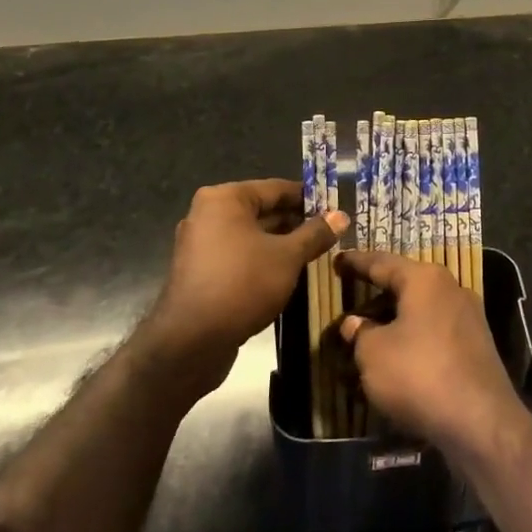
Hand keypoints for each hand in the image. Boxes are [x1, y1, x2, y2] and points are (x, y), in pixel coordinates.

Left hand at [146, 180, 344, 392]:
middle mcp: (207, 214)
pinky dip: (262, 261)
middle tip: (330, 234)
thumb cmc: (242, 284)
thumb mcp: (288, 257)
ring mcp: (200, 245)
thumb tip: (341, 216)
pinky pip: (238, 257)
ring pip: (251, 237)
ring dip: (281, 245)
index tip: (336, 208)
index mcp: (225, 199)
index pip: (277, 188)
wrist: (190, 343)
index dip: (309, 198)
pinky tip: (288, 275)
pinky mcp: (200, 273)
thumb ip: (315, 234)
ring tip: (315, 255)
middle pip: (262, 211)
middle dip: (296, 223)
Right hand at [338, 250, 527, 460]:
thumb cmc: (420, 375)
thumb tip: (355, 323)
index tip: (337, 260)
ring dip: (395, 321)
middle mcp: (450, 288)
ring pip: (421, 310)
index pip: (382, 262)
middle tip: (351, 301)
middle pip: (405, 285)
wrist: (482, 422)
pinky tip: (399, 358)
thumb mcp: (374, 355)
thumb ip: (360, 334)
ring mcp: (468, 317)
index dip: (356, 262)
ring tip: (369, 335)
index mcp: (424, 279)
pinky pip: (435, 332)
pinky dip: (413, 339)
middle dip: (377, 295)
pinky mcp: (477, 346)